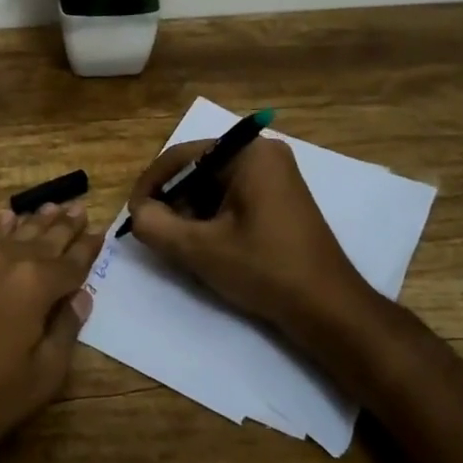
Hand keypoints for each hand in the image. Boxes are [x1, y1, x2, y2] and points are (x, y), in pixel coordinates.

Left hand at [0, 203, 98, 462]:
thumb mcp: (39, 379)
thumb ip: (64, 331)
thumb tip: (81, 297)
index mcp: (36, 284)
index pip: (72, 261)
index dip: (88, 249)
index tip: (100, 233)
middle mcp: (6, 261)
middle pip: (43, 238)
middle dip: (63, 225)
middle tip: (79, 208)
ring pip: (12, 233)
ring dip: (33, 222)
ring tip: (50, 207)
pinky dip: (0, 230)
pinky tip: (5, 221)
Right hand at [126, 136, 374, 337]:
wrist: (329, 309)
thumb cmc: (265, 269)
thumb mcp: (200, 249)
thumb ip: (155, 225)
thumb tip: (138, 213)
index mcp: (248, 153)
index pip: (182, 157)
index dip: (151, 185)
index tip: (133, 216)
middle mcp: (263, 154)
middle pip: (198, 171)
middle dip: (174, 202)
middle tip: (157, 235)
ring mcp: (276, 176)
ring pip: (214, 187)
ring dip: (192, 213)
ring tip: (182, 246)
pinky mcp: (280, 199)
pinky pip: (233, 198)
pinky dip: (214, 219)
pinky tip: (209, 247)